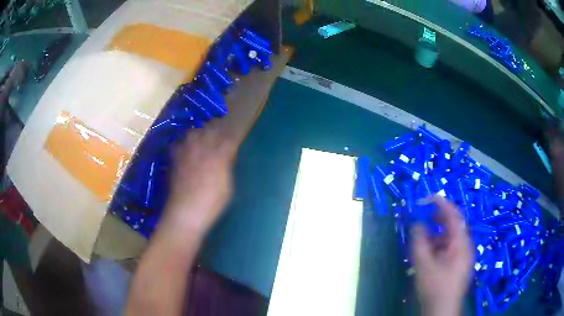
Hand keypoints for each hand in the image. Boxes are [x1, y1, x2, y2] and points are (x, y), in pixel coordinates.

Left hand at [163, 128, 236, 235]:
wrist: (186, 211)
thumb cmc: (212, 203)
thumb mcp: (227, 187)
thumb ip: (227, 168)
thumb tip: (226, 158)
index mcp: (219, 155)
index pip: (229, 138)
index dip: (232, 138)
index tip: (234, 141)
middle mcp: (203, 148)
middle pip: (211, 129)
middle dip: (217, 130)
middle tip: (219, 136)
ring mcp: (187, 151)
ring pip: (193, 131)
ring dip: (199, 133)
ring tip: (201, 140)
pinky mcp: (175, 157)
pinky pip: (177, 143)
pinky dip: (181, 144)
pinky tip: (184, 151)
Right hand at [411, 195, 473, 315]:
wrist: (442, 310)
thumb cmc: (436, 288)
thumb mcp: (424, 266)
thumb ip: (419, 243)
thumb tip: (416, 224)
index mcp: (461, 243)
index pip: (454, 216)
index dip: (441, 204)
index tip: (426, 197)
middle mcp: (465, 246)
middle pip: (454, 224)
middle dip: (438, 218)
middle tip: (423, 215)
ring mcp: (462, 255)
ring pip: (450, 237)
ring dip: (436, 233)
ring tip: (422, 237)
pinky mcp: (457, 264)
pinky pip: (449, 248)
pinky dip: (438, 245)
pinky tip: (427, 253)